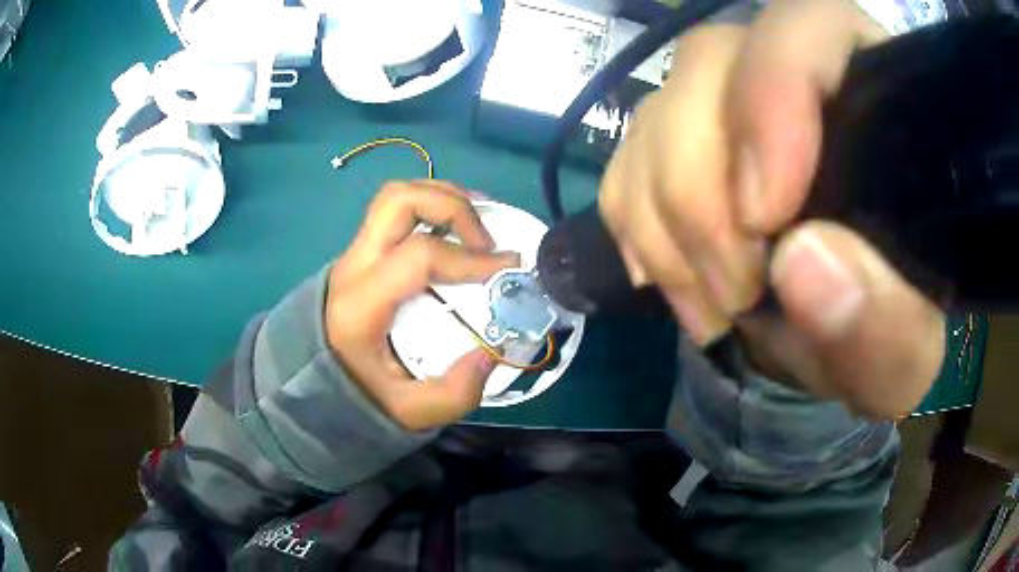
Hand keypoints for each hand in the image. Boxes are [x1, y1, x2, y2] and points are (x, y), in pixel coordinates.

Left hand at [325, 180, 518, 431]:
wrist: (315, 380)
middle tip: (487, 240)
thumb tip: (493, 351)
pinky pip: (398, 210)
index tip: (506, 269)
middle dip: (453, 206)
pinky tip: (458, 229)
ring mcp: (355, 252)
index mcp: (361, 304)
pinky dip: (433, 205)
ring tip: (479, 225)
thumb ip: (455, 392)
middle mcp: (354, 265)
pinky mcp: (364, 250)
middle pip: (399, 200)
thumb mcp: (410, 411)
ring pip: (396, 195)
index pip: (418, 255)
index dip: (469, 257)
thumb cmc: (361, 394)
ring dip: (444, 197)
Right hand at [599, 0, 944, 417]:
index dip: (772, 94)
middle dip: (704, 188)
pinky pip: (627, 158)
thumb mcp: (903, 353)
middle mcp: (797, 77)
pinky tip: (674, 280)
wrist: (841, 340)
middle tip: (736, 294)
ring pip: (660, 110)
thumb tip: (804, 264)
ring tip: (714, 306)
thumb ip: (884, 324)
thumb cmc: (888, 334)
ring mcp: (732, 108)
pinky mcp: (686, 147)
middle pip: (712, 65)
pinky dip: (636, 226)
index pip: (809, 28)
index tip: (763, 216)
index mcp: (875, 99)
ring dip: (666, 221)